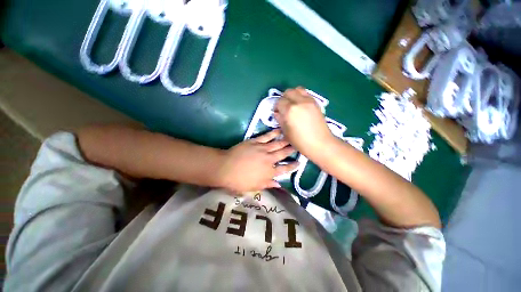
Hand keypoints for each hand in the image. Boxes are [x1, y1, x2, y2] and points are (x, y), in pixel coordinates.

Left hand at [218, 130, 298, 192]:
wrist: (226, 168)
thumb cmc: (239, 181)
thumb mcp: (254, 187)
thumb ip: (268, 184)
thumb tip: (279, 185)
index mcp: (269, 172)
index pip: (284, 169)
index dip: (292, 166)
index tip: (299, 163)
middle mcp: (269, 160)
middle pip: (283, 154)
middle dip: (291, 150)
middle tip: (298, 146)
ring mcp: (263, 149)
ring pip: (277, 144)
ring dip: (285, 141)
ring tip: (292, 137)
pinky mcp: (255, 142)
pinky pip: (267, 136)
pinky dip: (273, 133)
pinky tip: (279, 130)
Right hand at [274, 87, 333, 157]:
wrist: (320, 143)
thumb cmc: (300, 141)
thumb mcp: (286, 132)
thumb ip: (280, 119)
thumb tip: (277, 113)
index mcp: (290, 110)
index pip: (279, 101)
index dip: (276, 107)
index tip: (277, 113)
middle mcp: (299, 102)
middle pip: (288, 92)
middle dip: (283, 99)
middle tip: (283, 108)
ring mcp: (309, 101)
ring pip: (298, 89)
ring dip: (293, 95)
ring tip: (292, 105)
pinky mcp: (316, 102)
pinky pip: (306, 94)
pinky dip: (301, 96)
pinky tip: (301, 106)